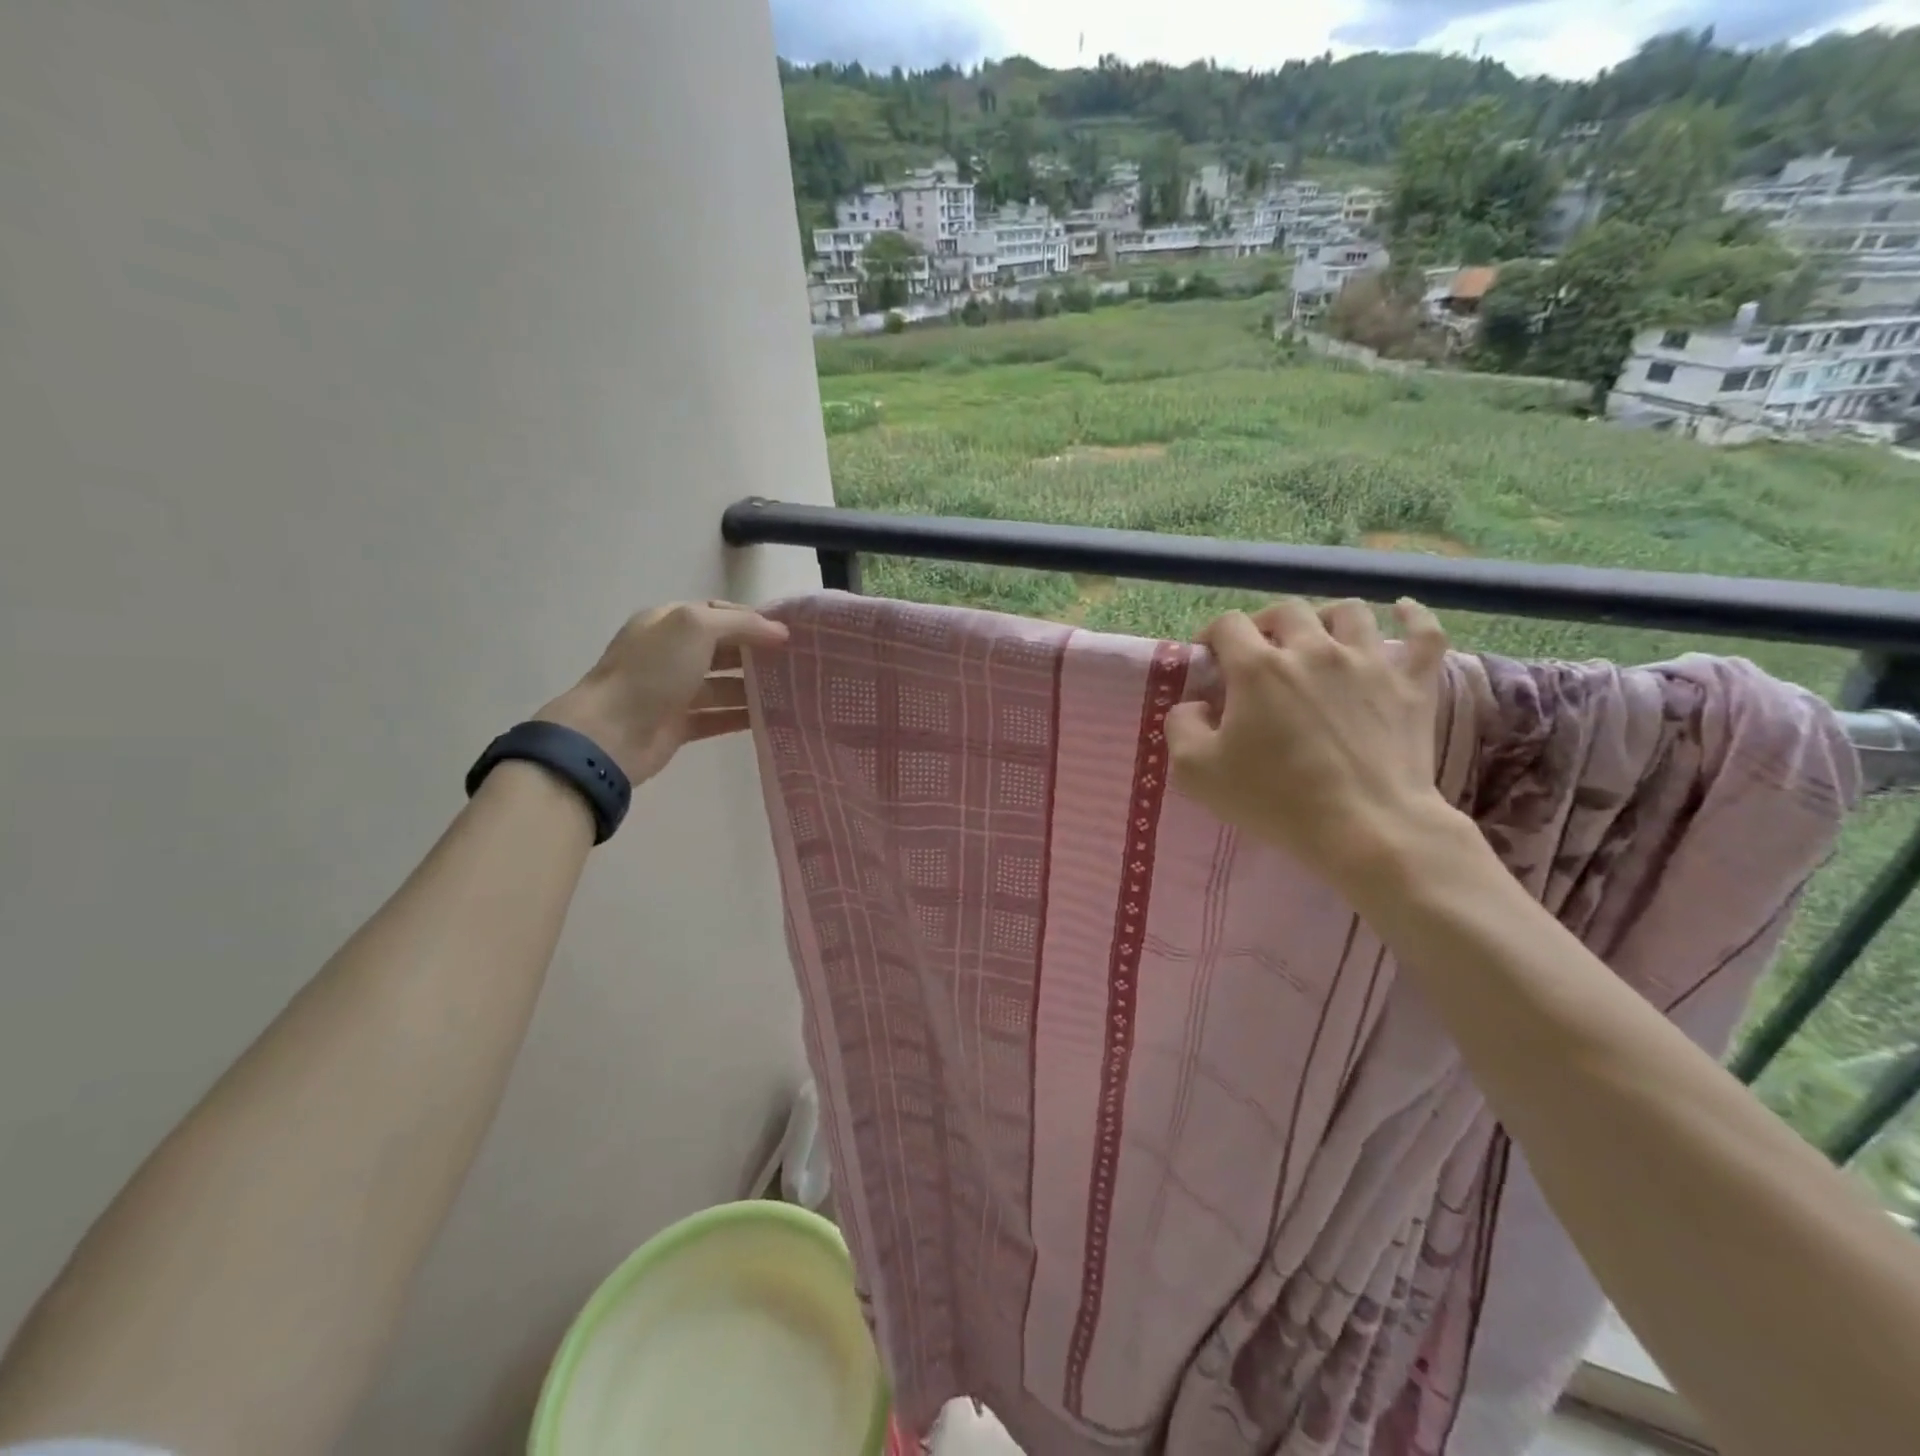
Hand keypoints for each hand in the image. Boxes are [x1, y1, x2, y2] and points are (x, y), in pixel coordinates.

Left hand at [536, 601, 786, 785]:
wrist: (611, 733)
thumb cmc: (652, 671)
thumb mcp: (696, 628)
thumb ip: (740, 624)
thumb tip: (780, 632)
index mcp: (668, 623)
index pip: (717, 612)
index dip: (751, 619)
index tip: (787, 634)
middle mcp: (670, 653)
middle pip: (722, 649)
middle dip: (756, 653)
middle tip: (796, 663)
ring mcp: (673, 691)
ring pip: (722, 685)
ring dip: (753, 687)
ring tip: (791, 692)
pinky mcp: (678, 725)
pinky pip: (718, 718)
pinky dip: (742, 717)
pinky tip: (771, 719)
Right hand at [1166, 597, 1458, 889]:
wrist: (1367, 829)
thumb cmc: (1276, 800)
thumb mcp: (1196, 772)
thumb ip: (1180, 727)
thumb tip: (1194, 705)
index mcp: (1258, 667)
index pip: (1228, 625)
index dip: (1212, 636)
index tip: (1209, 661)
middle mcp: (1313, 650)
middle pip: (1286, 611)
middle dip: (1264, 624)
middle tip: (1258, 653)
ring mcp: (1369, 663)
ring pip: (1348, 612)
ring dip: (1325, 617)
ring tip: (1317, 637)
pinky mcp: (1412, 685)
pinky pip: (1424, 634)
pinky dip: (1413, 617)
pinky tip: (1402, 610)